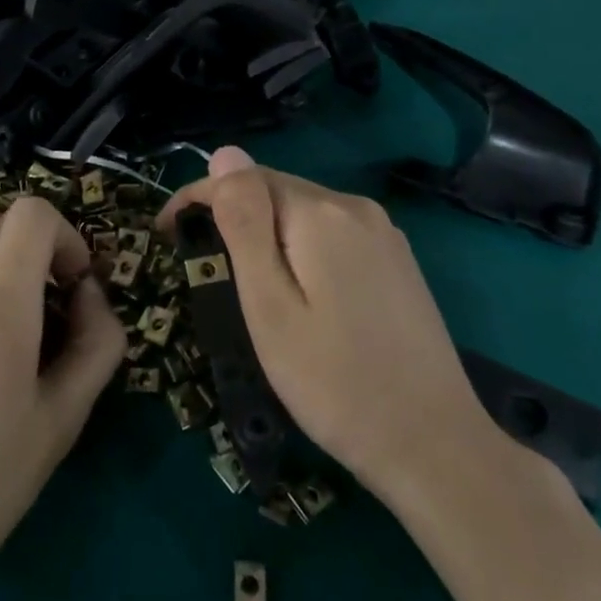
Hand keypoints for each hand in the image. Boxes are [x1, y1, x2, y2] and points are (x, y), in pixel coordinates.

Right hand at [161, 147, 501, 501]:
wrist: (434, 446)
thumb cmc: (334, 381)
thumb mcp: (270, 304)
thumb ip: (245, 223)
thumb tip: (225, 153)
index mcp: (320, 213)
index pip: (244, 177)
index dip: (198, 197)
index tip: (165, 233)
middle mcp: (356, 207)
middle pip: (276, 190)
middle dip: (232, 213)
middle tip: (200, 263)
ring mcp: (384, 234)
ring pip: (305, 212)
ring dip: (266, 231)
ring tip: (242, 279)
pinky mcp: (398, 262)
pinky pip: (333, 234)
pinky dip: (302, 247)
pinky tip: (299, 289)